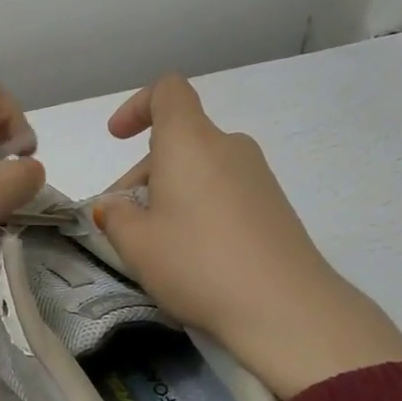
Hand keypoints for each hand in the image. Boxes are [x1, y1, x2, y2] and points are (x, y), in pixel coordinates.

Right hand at [94, 75, 401, 398]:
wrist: (287, 309)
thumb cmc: (198, 263)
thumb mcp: (137, 243)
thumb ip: (115, 215)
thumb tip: (114, 205)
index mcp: (190, 141)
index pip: (167, 91)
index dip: (137, 106)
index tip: (117, 138)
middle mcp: (227, 146)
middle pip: (179, 139)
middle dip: (144, 171)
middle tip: (124, 220)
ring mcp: (257, 175)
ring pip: (200, 167)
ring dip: (171, 192)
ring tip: (156, 242)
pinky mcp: (275, 205)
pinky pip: (224, 189)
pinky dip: (200, 206)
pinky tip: (194, 252)